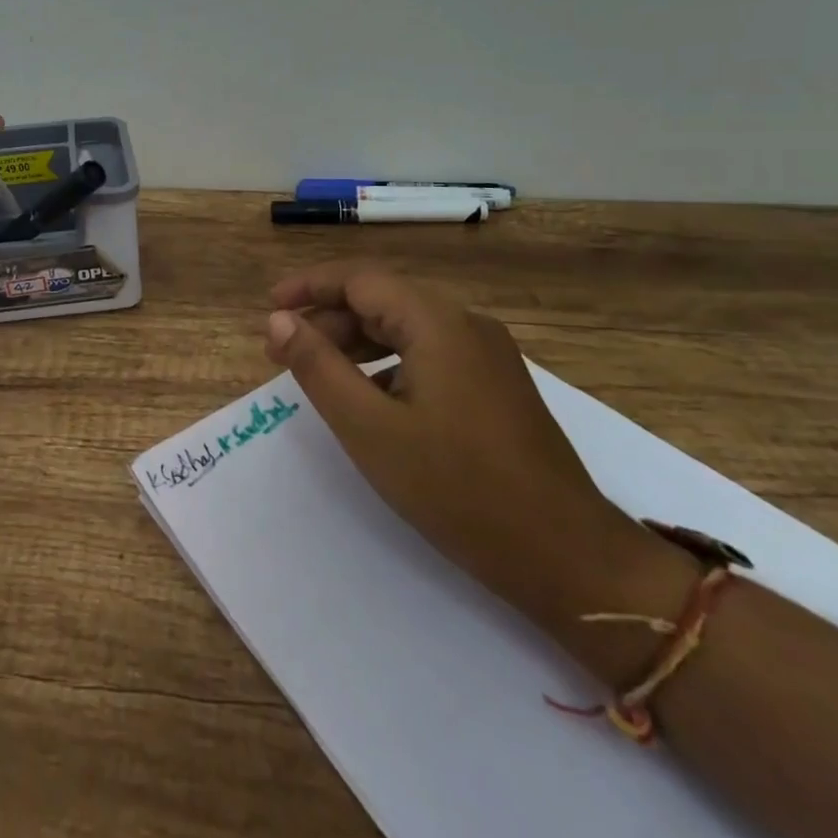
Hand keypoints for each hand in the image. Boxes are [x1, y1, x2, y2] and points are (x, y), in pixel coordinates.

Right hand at [264, 262, 650, 630]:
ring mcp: (487, 355)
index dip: (309, 287)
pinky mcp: (496, 385)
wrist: (567, 558)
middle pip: (382, 300)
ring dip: (355, 342)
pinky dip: (387, 364)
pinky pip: (429, 354)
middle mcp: (466, 324)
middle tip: (281, 353)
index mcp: (437, 322)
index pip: (359, 279)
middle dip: (327, 320)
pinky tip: (368, 398)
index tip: (269, 308)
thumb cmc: (457, 489)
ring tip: (316, 372)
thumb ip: (317, 366)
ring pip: (405, 328)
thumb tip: (279, 320)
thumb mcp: (369, 428)